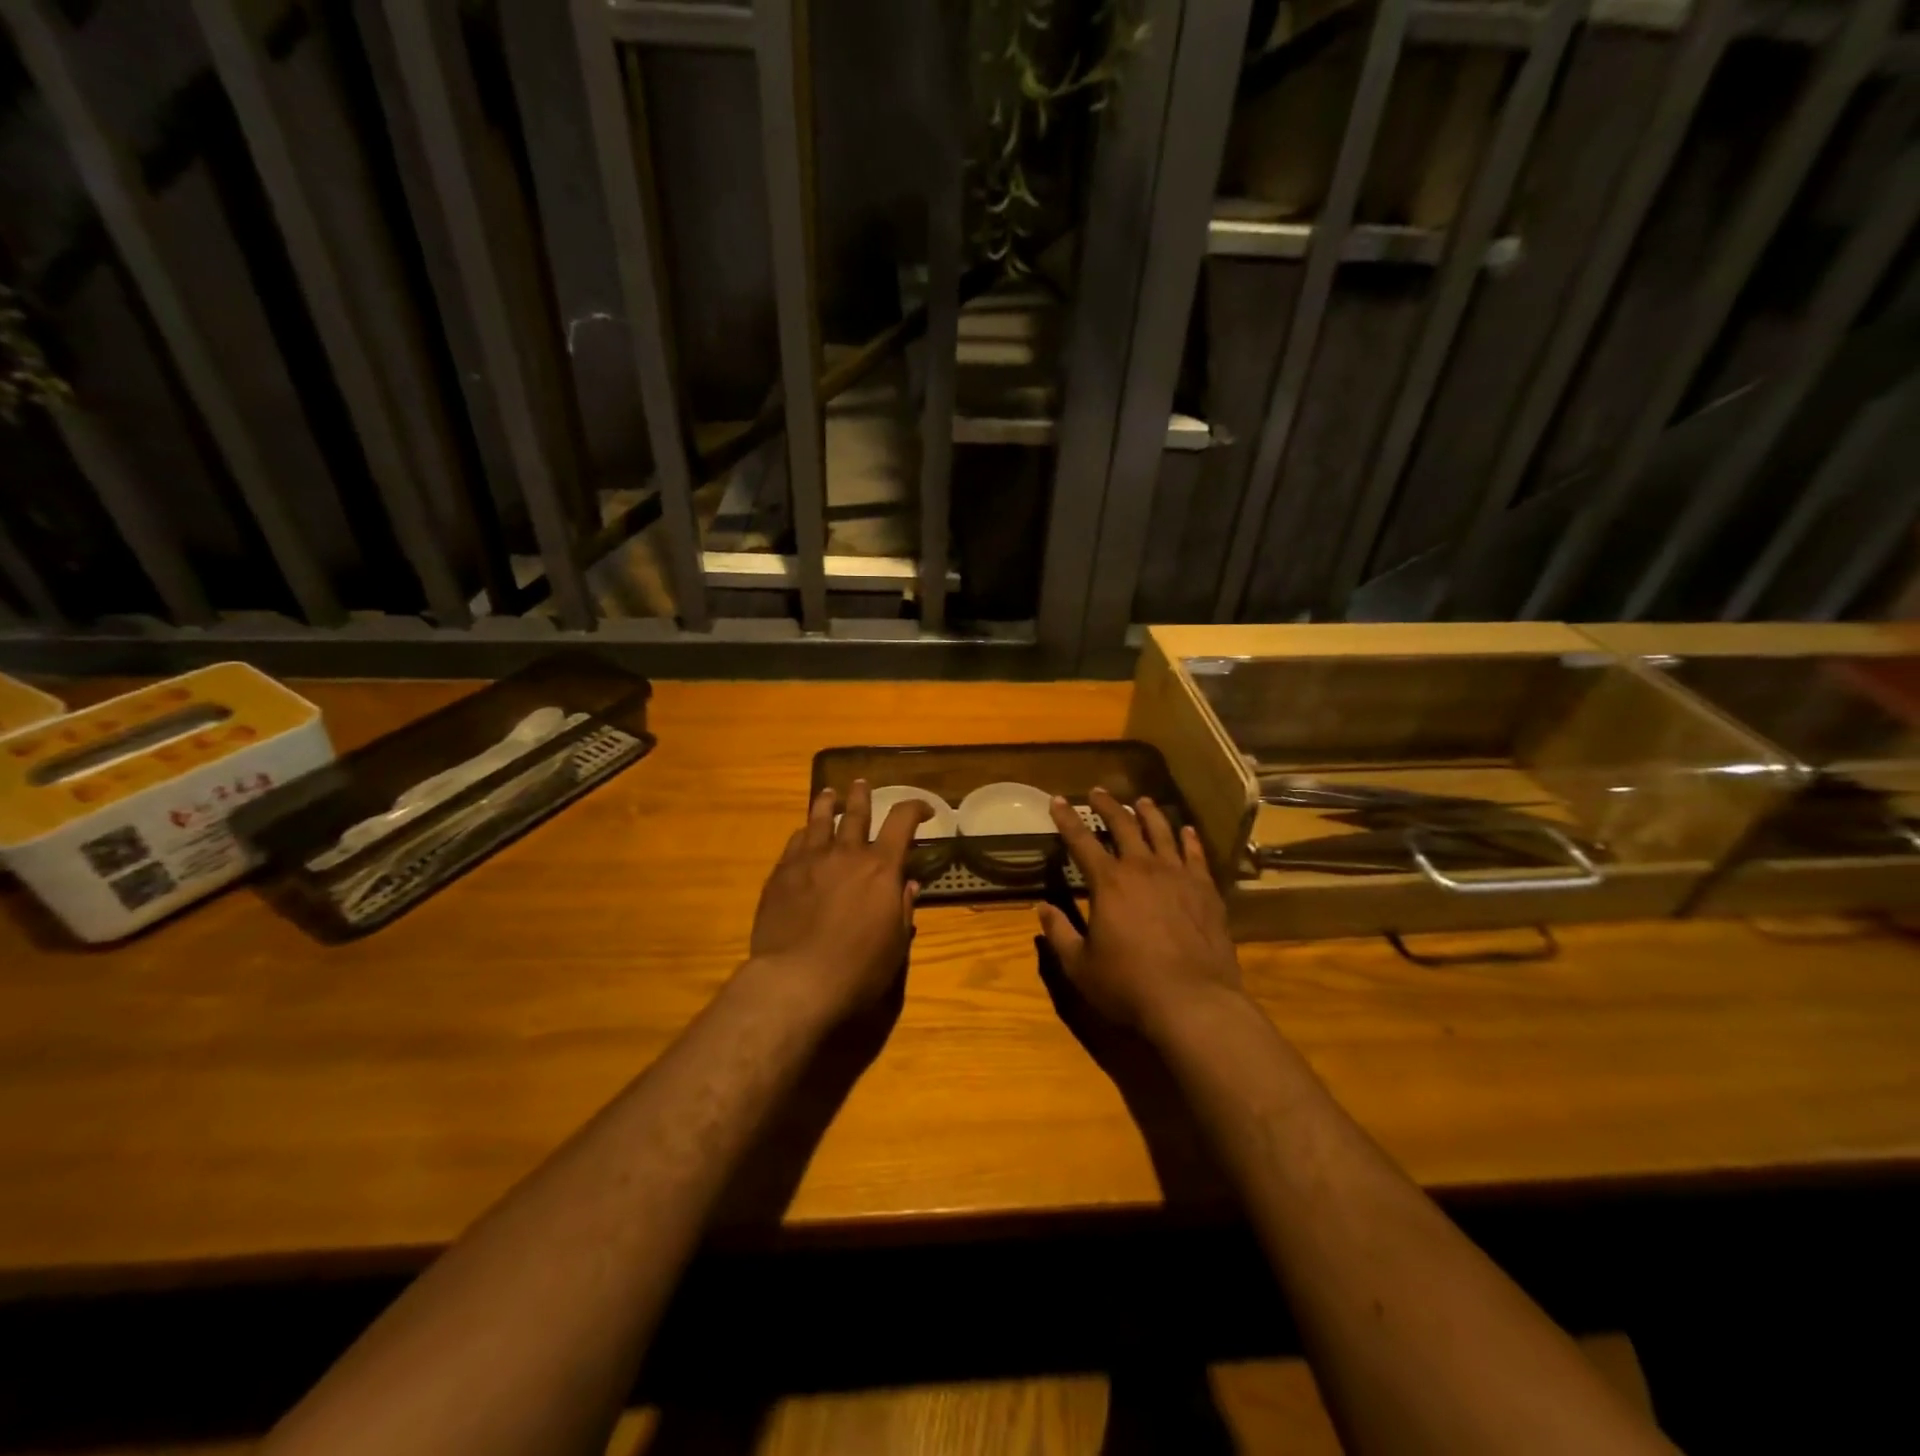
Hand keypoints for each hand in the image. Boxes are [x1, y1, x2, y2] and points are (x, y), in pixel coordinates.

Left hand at [747, 780, 928, 1020]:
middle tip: (862, 785)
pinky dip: (803, 833)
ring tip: (829, 793)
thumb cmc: (858, 968)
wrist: (797, 979)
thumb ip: (902, 908)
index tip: (925, 810)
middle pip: (856, 812)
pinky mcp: (782, 874)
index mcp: (881, 867)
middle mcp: (846, 853)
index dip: (916, 808)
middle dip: (862, 796)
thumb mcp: (895, 943)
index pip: (902, 820)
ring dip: (827, 803)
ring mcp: (810, 860)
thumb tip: (908, 884)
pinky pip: (795, 843)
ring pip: (819, 820)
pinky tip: (802, 833)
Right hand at [1038, 787, 1243, 1037]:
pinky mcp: (1206, 890)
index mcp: (1108, 882)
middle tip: (1098, 792)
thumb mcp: (1080, 965)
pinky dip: (1189, 839)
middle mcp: (1142, 868)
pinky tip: (1186, 830)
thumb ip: (1059, 933)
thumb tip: (1041, 908)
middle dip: (1108, 806)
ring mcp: (1178, 876)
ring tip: (1142, 801)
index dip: (1066, 819)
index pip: (1081, 840)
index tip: (1057, 800)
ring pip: (1162, 832)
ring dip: (1149, 813)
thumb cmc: (1128, 984)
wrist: (1192, 1001)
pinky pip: (1196, 855)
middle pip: (1124, 826)